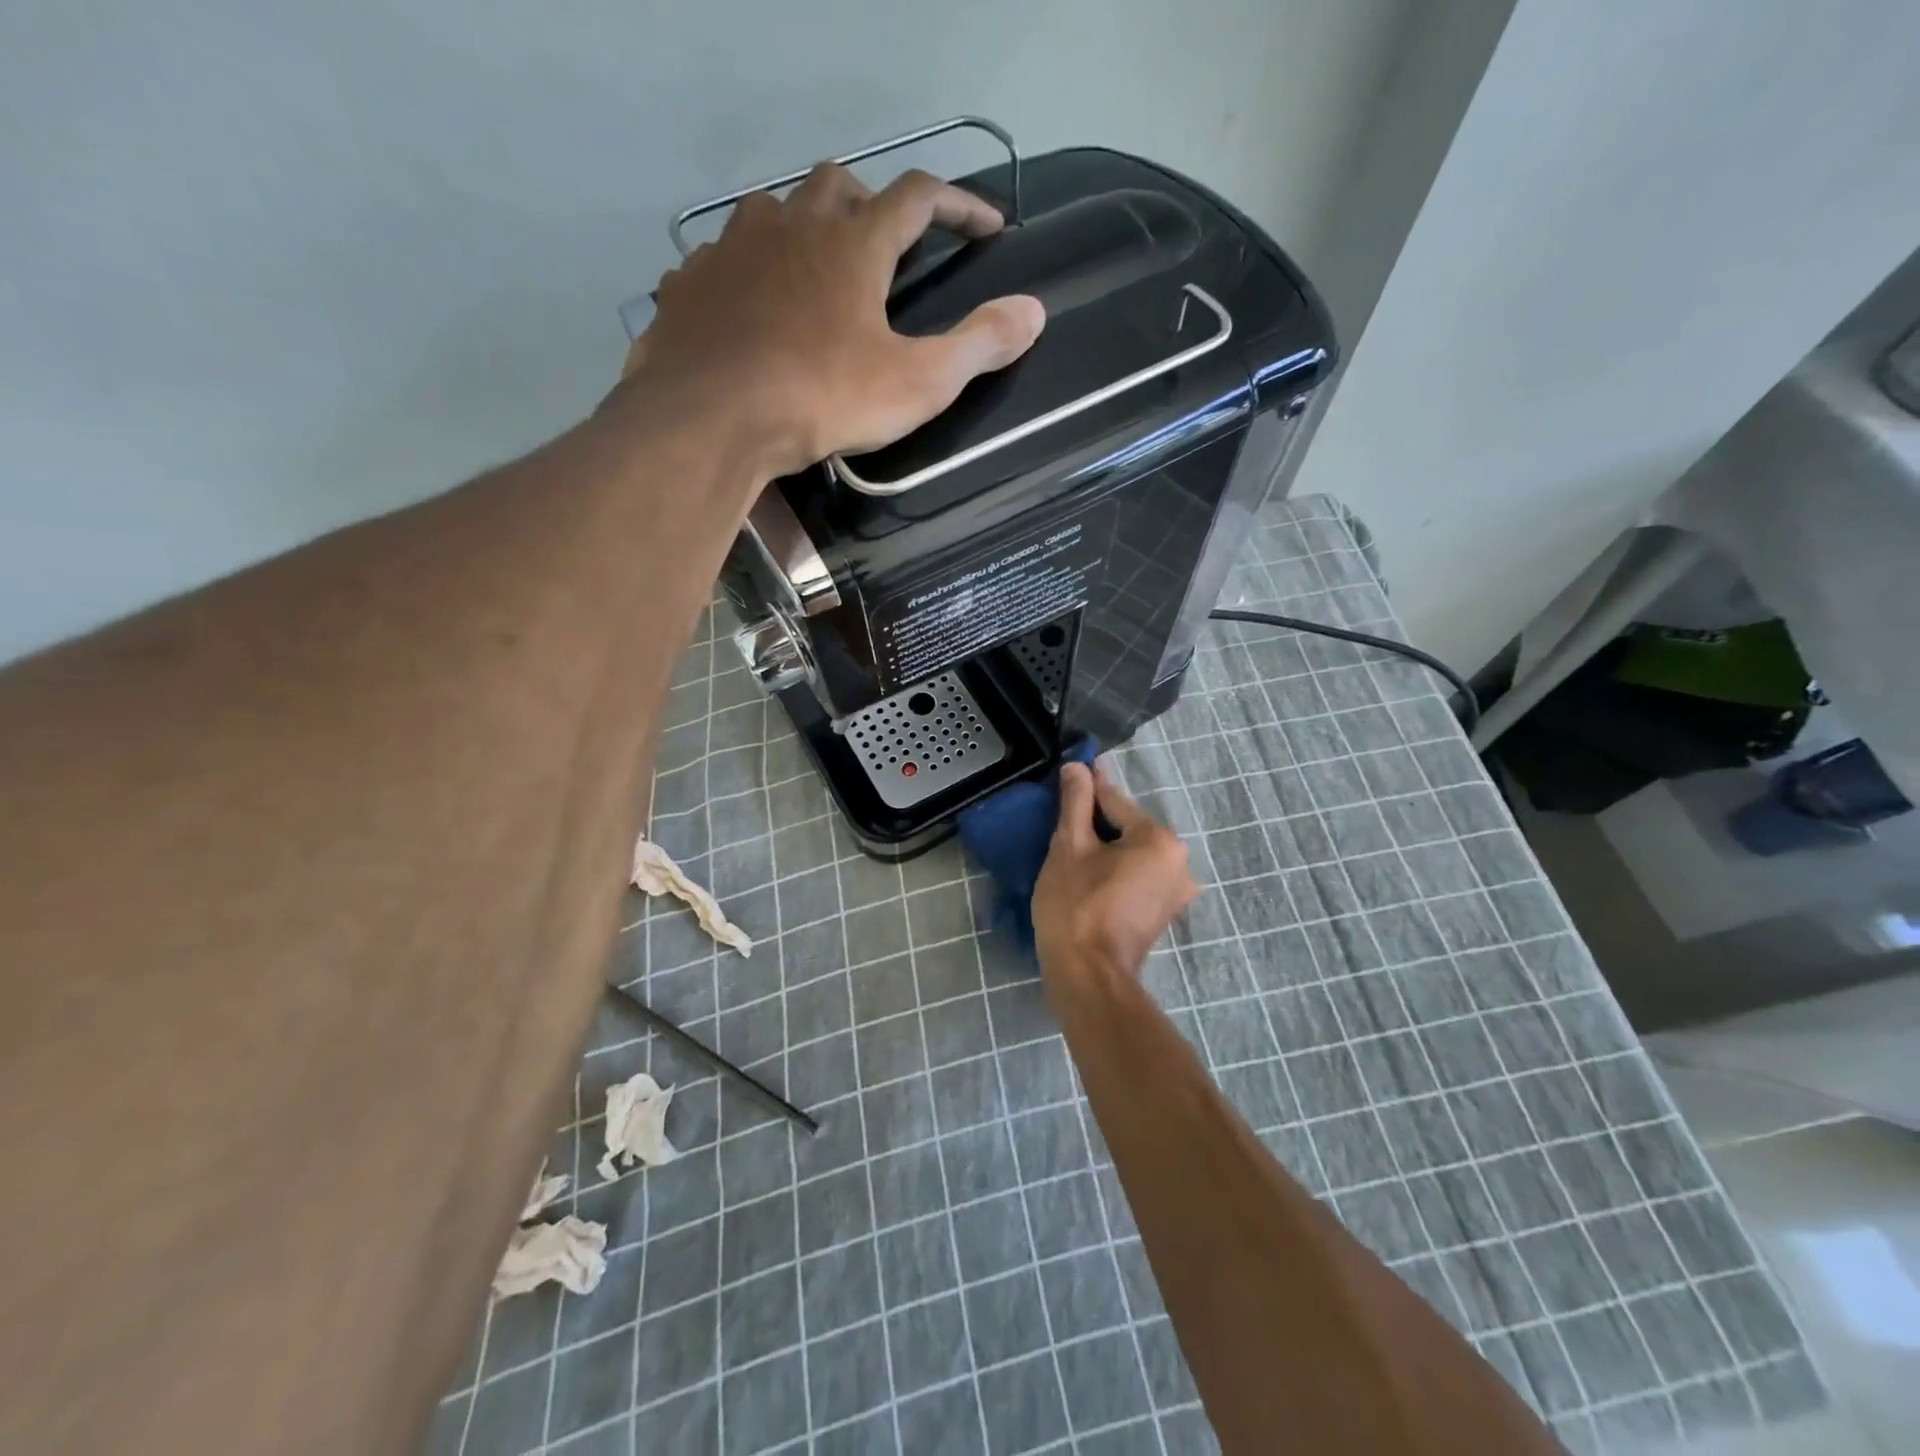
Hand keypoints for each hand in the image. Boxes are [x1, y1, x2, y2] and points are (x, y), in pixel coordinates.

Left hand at [624, 164, 1045, 477]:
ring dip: (803, 227)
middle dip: (871, 203)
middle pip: (838, 184)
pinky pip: (725, 257)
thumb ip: (978, 345)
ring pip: (775, 210)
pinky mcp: (692, 282)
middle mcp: (792, 225)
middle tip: (885, 243)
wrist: (712, 417)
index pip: (918, 197)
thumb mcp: (917, 383)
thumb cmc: (823, 398)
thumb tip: (1034, 311)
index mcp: (854, 244)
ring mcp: (733, 247)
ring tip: (816, 269)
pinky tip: (753, 303)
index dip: (958, 206)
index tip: (986, 228)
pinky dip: (749, 269)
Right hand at [1034, 761, 1199, 980]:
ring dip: (1107, 846)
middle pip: (1129, 826)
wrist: (1088, 977)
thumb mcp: (1069, 847)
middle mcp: (1179, 861)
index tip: (1070, 770)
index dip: (1088, 786)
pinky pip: (1139, 875)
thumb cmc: (1076, 906)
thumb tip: (1078, 767)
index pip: (1116, 801)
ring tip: (1072, 846)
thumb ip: (1076, 803)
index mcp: (1161, 840)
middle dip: (1098, 820)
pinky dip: (1117, 869)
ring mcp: (1176, 890)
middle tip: (1063, 817)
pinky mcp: (1165, 912)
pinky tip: (1090, 873)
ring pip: (1134, 852)